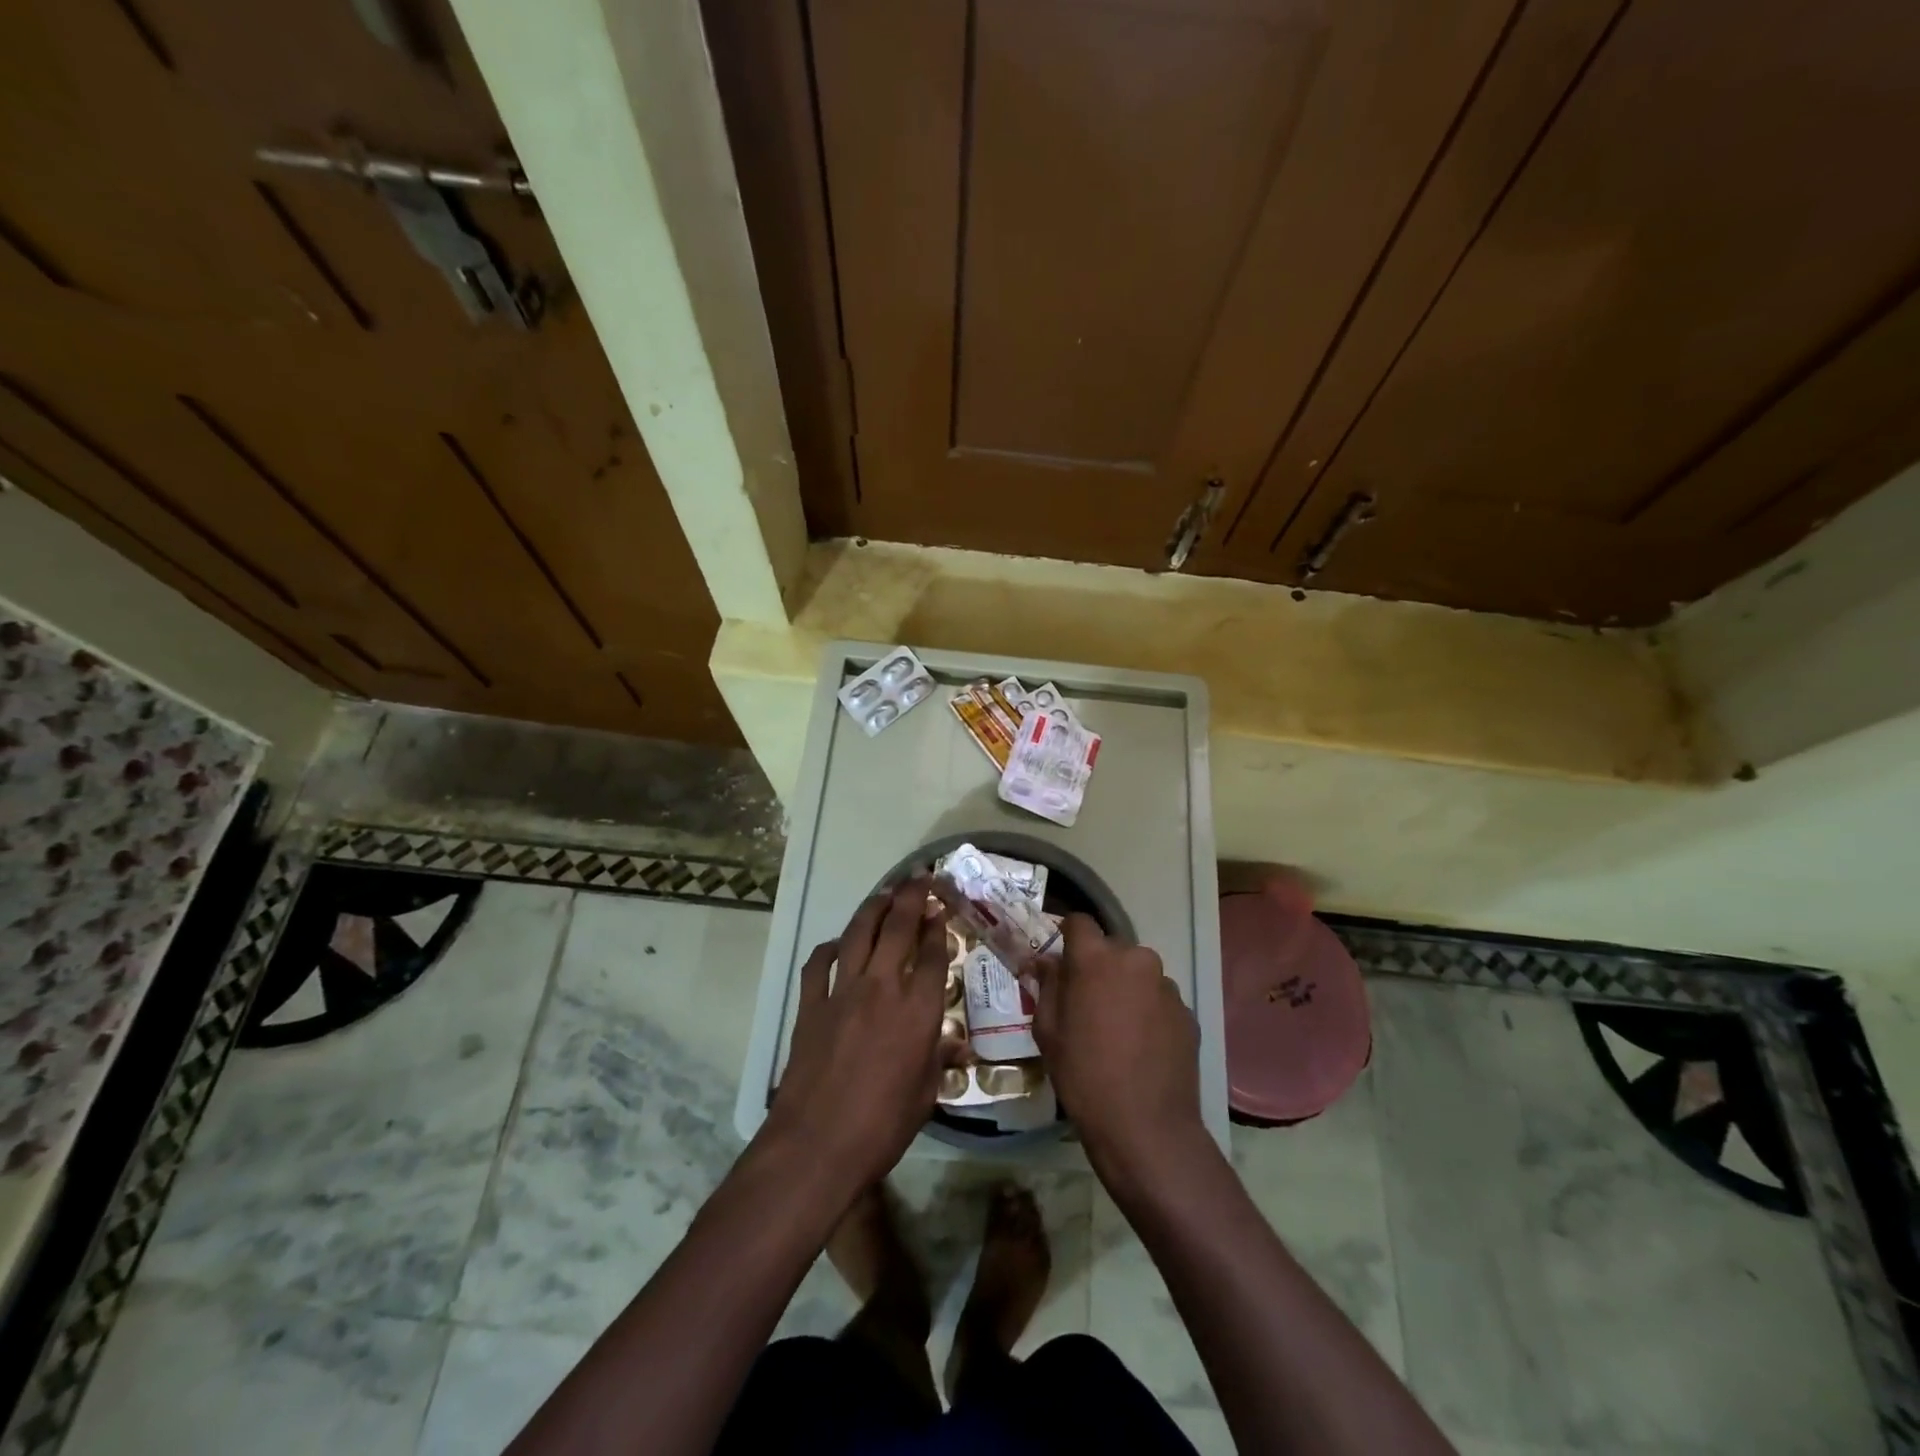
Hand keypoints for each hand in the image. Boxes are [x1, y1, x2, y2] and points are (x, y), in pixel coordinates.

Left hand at [764, 878, 949, 1193]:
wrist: (817, 1144)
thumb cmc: (882, 1126)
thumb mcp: (926, 1095)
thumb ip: (939, 1060)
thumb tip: (956, 1045)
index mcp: (918, 1010)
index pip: (933, 954)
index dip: (938, 926)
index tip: (941, 908)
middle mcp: (883, 988)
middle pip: (898, 927)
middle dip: (911, 897)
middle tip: (919, 877)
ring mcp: (842, 992)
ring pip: (858, 934)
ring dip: (874, 908)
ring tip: (885, 893)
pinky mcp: (811, 1005)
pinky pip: (819, 964)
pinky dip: (830, 948)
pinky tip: (838, 944)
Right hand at [1031, 914, 1205, 1187]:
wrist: (1146, 1127)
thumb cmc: (1084, 1074)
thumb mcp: (1048, 1030)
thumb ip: (1047, 985)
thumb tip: (1045, 962)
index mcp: (1096, 958)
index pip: (1079, 922)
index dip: (1067, 936)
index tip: (1060, 959)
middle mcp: (1136, 959)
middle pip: (1111, 949)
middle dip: (1097, 967)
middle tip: (1085, 1001)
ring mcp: (1166, 985)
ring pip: (1137, 974)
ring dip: (1125, 989)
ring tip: (1116, 1029)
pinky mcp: (1187, 1012)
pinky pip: (1158, 999)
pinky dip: (1147, 1012)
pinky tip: (1140, 1046)